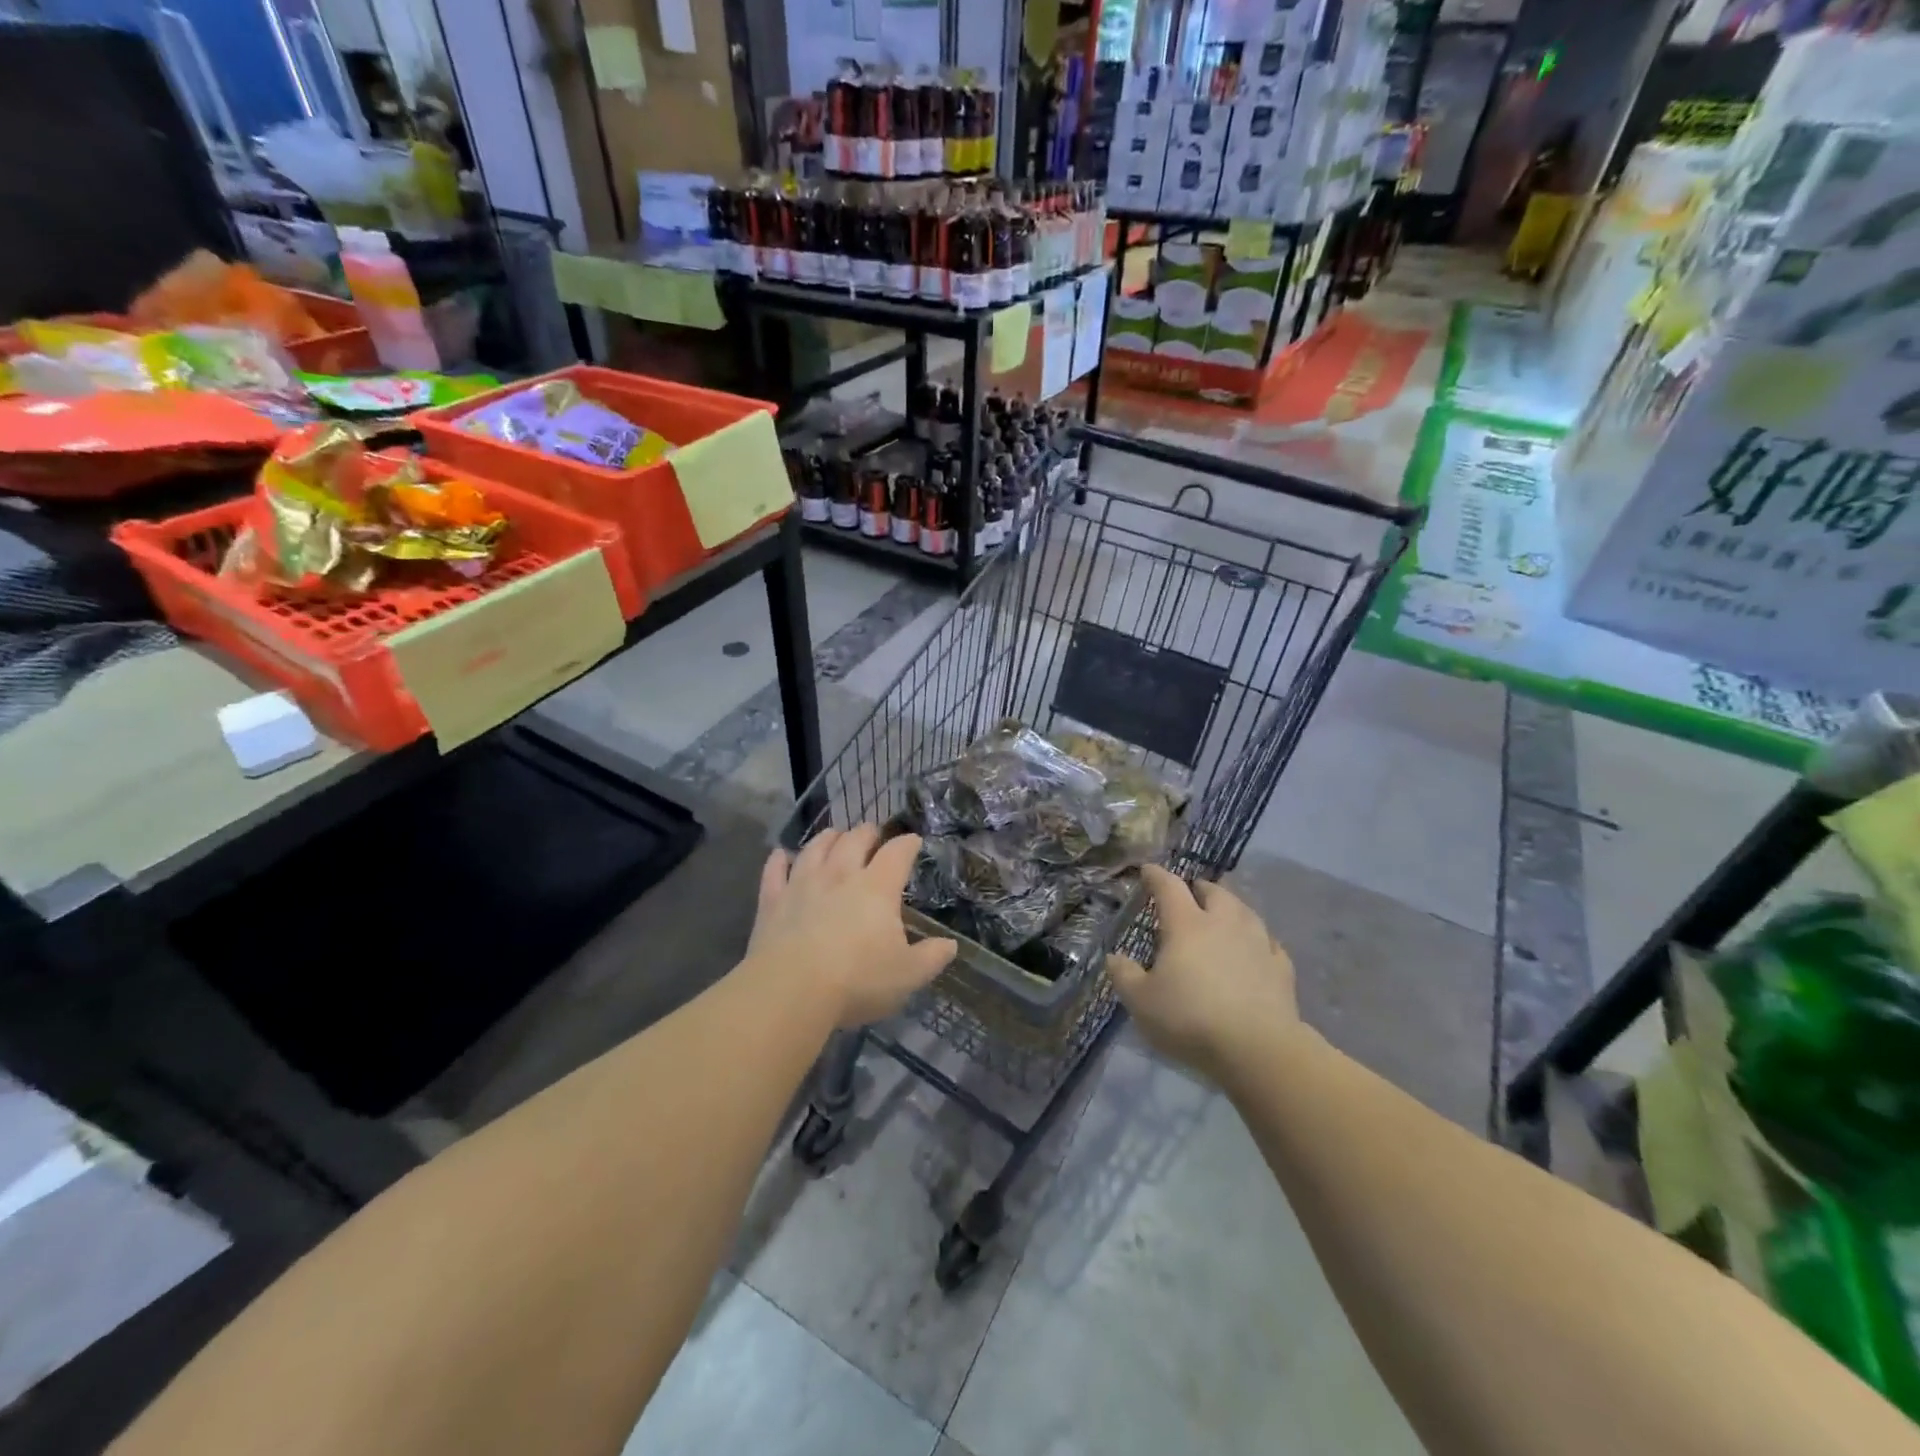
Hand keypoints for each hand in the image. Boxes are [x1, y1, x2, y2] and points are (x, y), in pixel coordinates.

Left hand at [748, 825, 957, 1028]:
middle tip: (873, 833)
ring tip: (835, 835)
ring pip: (816, 847)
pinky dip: (779, 860)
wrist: (790, 991)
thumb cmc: (857, 980)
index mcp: (877, 888)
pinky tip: (781, 855)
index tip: (913, 841)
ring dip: (828, 838)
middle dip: (867, 832)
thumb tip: (950, 945)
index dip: (907, 844)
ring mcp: (802, 884)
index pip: (897, 853)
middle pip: (855, 840)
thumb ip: (931, 957)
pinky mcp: (772, 901)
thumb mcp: (907, 975)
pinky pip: (775, 871)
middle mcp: (840, 875)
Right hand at [1108, 865, 1300, 1084]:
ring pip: (1245, 911)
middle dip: (1200, 888)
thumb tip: (1114, 957)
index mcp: (1186, 925)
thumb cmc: (1190, 1018)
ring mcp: (1257, 943)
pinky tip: (1258, 947)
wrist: (1257, 1049)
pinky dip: (1259, 939)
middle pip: (1214, 892)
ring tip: (1225, 913)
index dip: (1156, 876)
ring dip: (1232, 907)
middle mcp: (1223, 923)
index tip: (1148, 870)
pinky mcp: (1281, 968)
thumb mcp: (1141, 1002)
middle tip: (1192, 891)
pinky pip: (1269, 943)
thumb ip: (1124, 975)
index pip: (1169, 887)